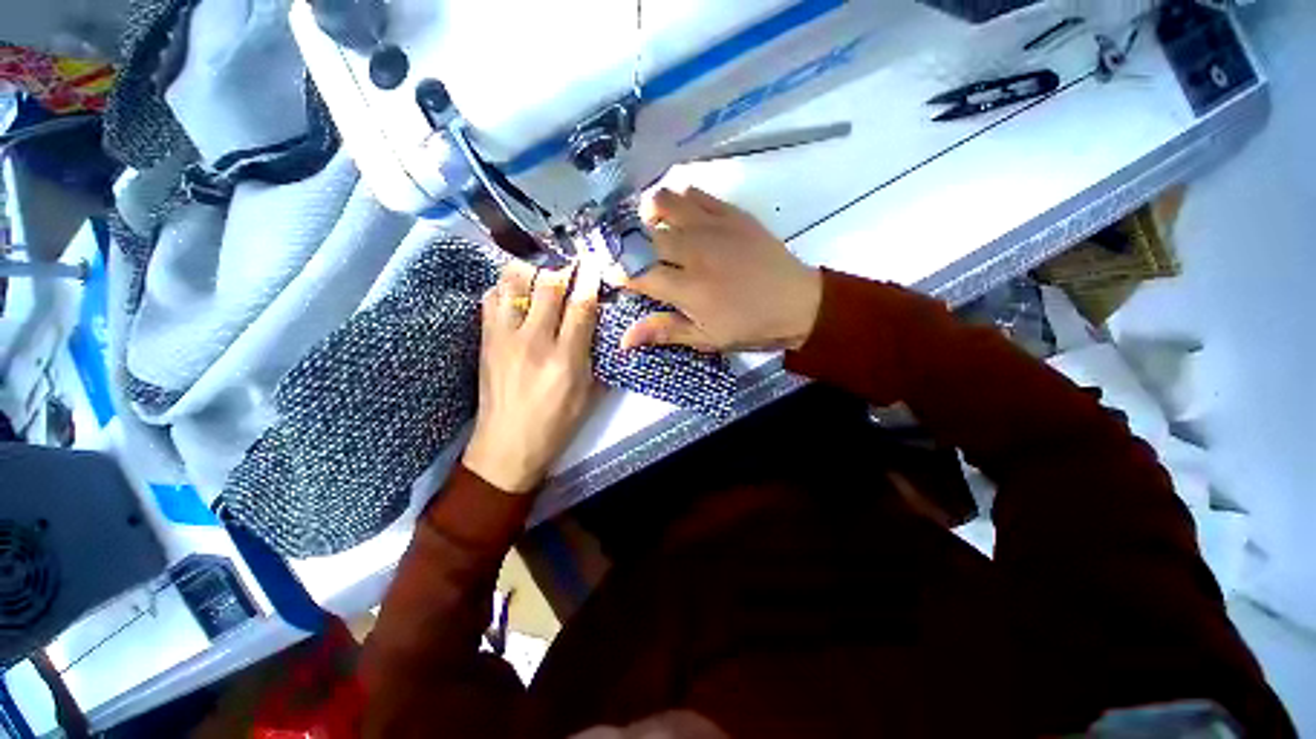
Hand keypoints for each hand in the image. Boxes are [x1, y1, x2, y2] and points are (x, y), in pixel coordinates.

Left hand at [463, 261, 601, 493]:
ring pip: (513, 283)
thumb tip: (601, 323)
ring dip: (531, 268)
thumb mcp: (589, 394)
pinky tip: (517, 291)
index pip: (581, 306)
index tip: (594, 260)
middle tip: (571, 258)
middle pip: (546, 285)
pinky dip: (505, 286)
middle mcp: (533, 341)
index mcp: (565, 359)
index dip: (589, 279)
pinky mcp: (485, 339)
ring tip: (543, 266)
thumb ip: (596, 354)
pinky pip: (491, 297)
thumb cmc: (556, 424)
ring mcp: (504, 337)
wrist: (506, 445)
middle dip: (562, 265)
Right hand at [621, 187, 822, 352]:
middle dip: (626, 242)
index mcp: (687, 288)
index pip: (636, 272)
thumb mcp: (706, 338)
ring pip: (664, 202)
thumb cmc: (750, 326)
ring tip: (653, 229)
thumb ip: (664, 331)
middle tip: (628, 252)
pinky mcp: (731, 213)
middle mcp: (694, 251)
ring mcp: (712, 227)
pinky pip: (695, 193)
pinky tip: (681, 215)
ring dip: (649, 214)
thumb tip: (623, 339)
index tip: (611, 273)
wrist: (797, 302)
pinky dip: (679, 201)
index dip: (617, 272)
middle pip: (643, 235)